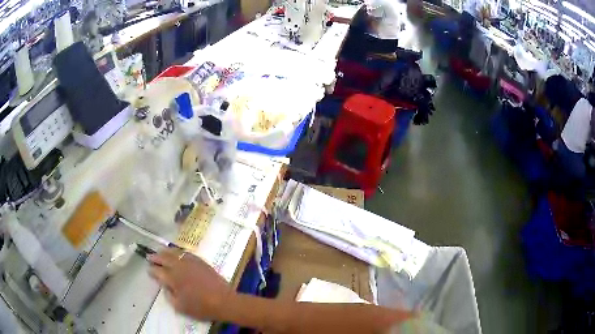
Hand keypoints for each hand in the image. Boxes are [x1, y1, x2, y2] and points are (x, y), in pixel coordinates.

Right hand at [148, 248, 233, 320]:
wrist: (223, 301)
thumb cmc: (201, 307)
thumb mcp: (180, 307)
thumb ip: (169, 295)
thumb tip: (165, 286)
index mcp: (172, 278)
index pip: (158, 271)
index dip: (152, 270)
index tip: (148, 270)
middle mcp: (179, 266)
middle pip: (164, 258)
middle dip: (155, 257)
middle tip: (149, 256)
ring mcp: (190, 262)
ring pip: (174, 252)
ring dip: (165, 252)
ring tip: (160, 252)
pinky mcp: (200, 261)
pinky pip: (186, 252)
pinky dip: (178, 252)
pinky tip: (176, 253)